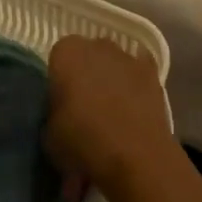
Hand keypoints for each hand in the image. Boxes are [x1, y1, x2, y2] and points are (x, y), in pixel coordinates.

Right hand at [43, 37, 173, 201]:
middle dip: (84, 78)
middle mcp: (96, 44)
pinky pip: (137, 73)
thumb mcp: (50, 137)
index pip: (57, 59)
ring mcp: (126, 56)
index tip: (60, 107)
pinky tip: (133, 109)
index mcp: (66, 53)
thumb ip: (54, 114)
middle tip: (83, 112)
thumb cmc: (84, 143)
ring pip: (112, 63)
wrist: (137, 157)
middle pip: (86, 57)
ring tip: (110, 117)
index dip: (58, 83)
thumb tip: (62, 114)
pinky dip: (134, 85)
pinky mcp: (152, 71)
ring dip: (109, 80)